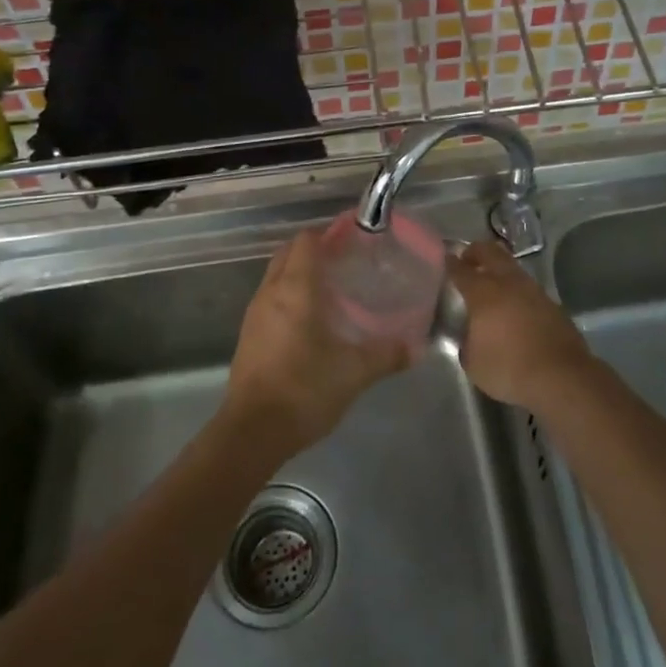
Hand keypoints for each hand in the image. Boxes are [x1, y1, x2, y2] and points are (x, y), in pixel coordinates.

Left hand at [225, 228, 409, 455]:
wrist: (252, 431)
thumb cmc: (304, 389)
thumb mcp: (354, 372)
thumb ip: (386, 355)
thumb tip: (417, 348)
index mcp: (295, 289)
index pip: (306, 241)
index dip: (328, 235)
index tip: (353, 241)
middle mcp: (270, 292)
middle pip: (288, 253)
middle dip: (313, 251)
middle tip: (345, 263)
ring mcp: (254, 314)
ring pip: (276, 277)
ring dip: (299, 274)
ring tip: (331, 290)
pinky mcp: (248, 336)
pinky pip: (270, 301)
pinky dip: (288, 298)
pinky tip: (310, 322)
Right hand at [446, 240, 594, 412]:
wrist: (561, 378)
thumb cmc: (509, 368)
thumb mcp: (473, 362)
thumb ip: (466, 341)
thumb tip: (469, 334)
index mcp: (483, 293)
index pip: (461, 270)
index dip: (450, 263)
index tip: (445, 260)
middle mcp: (508, 283)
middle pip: (490, 252)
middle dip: (476, 252)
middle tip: (467, 260)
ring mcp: (533, 290)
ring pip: (512, 267)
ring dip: (499, 269)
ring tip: (491, 283)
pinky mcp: (552, 304)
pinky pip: (528, 287)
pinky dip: (517, 289)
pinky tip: (514, 306)